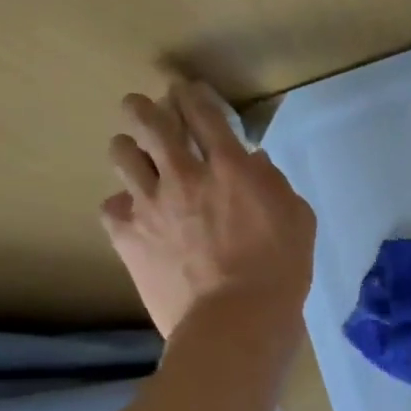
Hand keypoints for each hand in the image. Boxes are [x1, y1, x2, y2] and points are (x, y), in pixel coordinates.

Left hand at [100, 81, 315, 341]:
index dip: (192, 95)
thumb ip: (273, 183)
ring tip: (132, 153)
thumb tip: (253, 162)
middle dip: (146, 108)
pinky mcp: (127, 236)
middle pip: (152, 122)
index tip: (186, 90)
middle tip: (145, 107)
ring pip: (122, 154)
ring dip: (128, 147)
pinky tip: (132, 212)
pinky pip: (111, 206)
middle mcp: (184, 175)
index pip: (204, 114)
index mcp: (230, 167)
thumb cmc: (280, 269)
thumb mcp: (298, 219)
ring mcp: (150, 204)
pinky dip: (122, 204)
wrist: (237, 319)